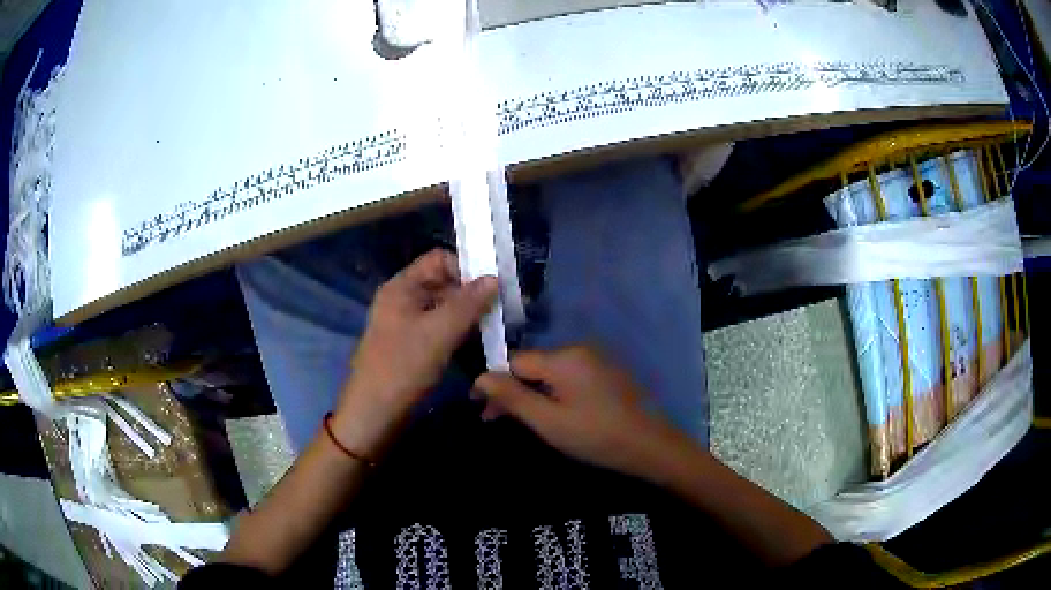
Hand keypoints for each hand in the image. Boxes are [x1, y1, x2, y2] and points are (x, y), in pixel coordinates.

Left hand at [332, 249, 497, 458]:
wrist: (374, 413)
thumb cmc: (403, 367)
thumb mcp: (439, 333)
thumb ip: (468, 303)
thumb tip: (494, 277)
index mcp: (402, 287)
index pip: (439, 259)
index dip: (467, 268)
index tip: (494, 287)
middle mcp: (403, 299)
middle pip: (443, 283)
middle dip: (472, 293)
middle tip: (502, 310)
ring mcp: (407, 323)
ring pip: (444, 307)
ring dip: (468, 314)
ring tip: (495, 326)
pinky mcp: (413, 345)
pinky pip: (440, 328)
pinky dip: (459, 331)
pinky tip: (478, 342)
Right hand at [474, 346, 686, 478]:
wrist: (650, 445)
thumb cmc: (596, 435)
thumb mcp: (548, 421)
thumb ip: (513, 398)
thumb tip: (480, 377)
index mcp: (563, 357)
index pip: (514, 361)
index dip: (494, 383)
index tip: (478, 405)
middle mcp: (579, 350)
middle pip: (531, 366)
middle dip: (510, 390)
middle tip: (491, 418)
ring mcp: (595, 360)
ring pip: (549, 373)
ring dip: (530, 393)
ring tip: (517, 419)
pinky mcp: (606, 373)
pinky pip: (568, 377)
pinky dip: (551, 393)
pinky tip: (548, 412)